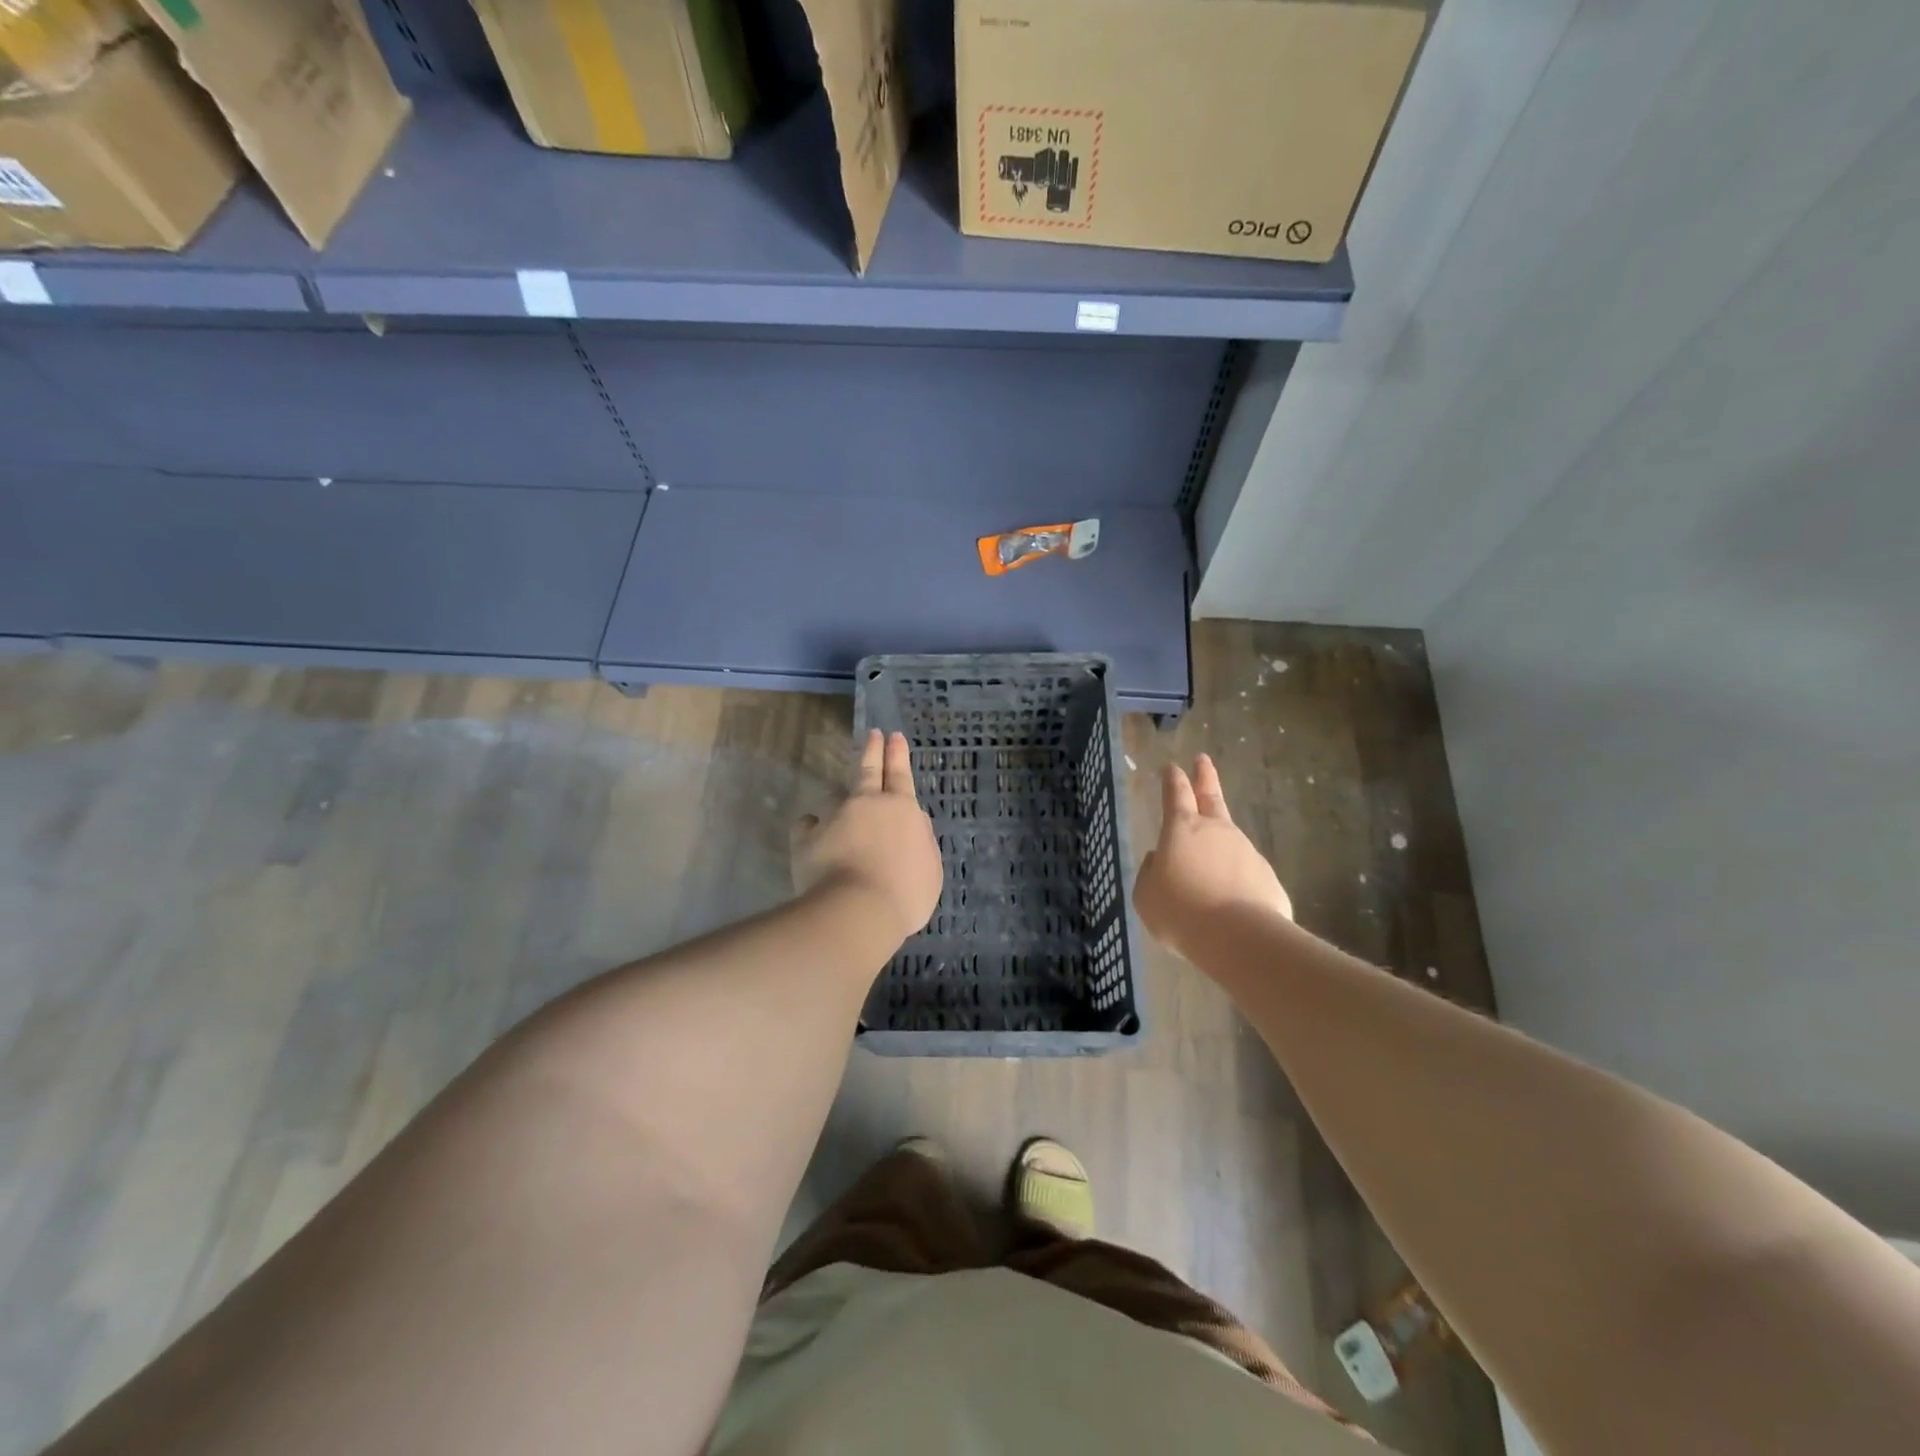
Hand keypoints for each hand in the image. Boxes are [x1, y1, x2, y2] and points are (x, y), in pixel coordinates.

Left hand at [793, 730, 943, 947]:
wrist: (857, 911)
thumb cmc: (905, 894)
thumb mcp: (930, 869)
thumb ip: (921, 840)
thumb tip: (912, 823)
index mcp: (902, 810)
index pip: (900, 775)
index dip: (898, 755)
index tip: (894, 736)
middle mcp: (867, 805)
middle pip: (868, 770)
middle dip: (872, 750)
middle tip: (872, 734)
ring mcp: (833, 818)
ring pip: (834, 799)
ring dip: (840, 801)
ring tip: (840, 810)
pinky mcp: (806, 838)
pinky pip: (808, 827)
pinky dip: (812, 830)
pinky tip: (813, 837)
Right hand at [1135, 754, 1292, 959]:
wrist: (1238, 938)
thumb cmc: (1180, 911)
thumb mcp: (1146, 895)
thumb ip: (1150, 873)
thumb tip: (1159, 861)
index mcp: (1181, 829)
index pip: (1175, 794)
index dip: (1172, 779)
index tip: (1172, 766)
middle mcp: (1217, 831)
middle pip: (1211, 797)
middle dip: (1205, 777)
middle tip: (1203, 760)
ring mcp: (1247, 852)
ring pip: (1229, 840)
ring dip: (1219, 845)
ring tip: (1207, 870)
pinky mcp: (1267, 878)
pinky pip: (1245, 874)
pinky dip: (1235, 880)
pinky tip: (1229, 902)